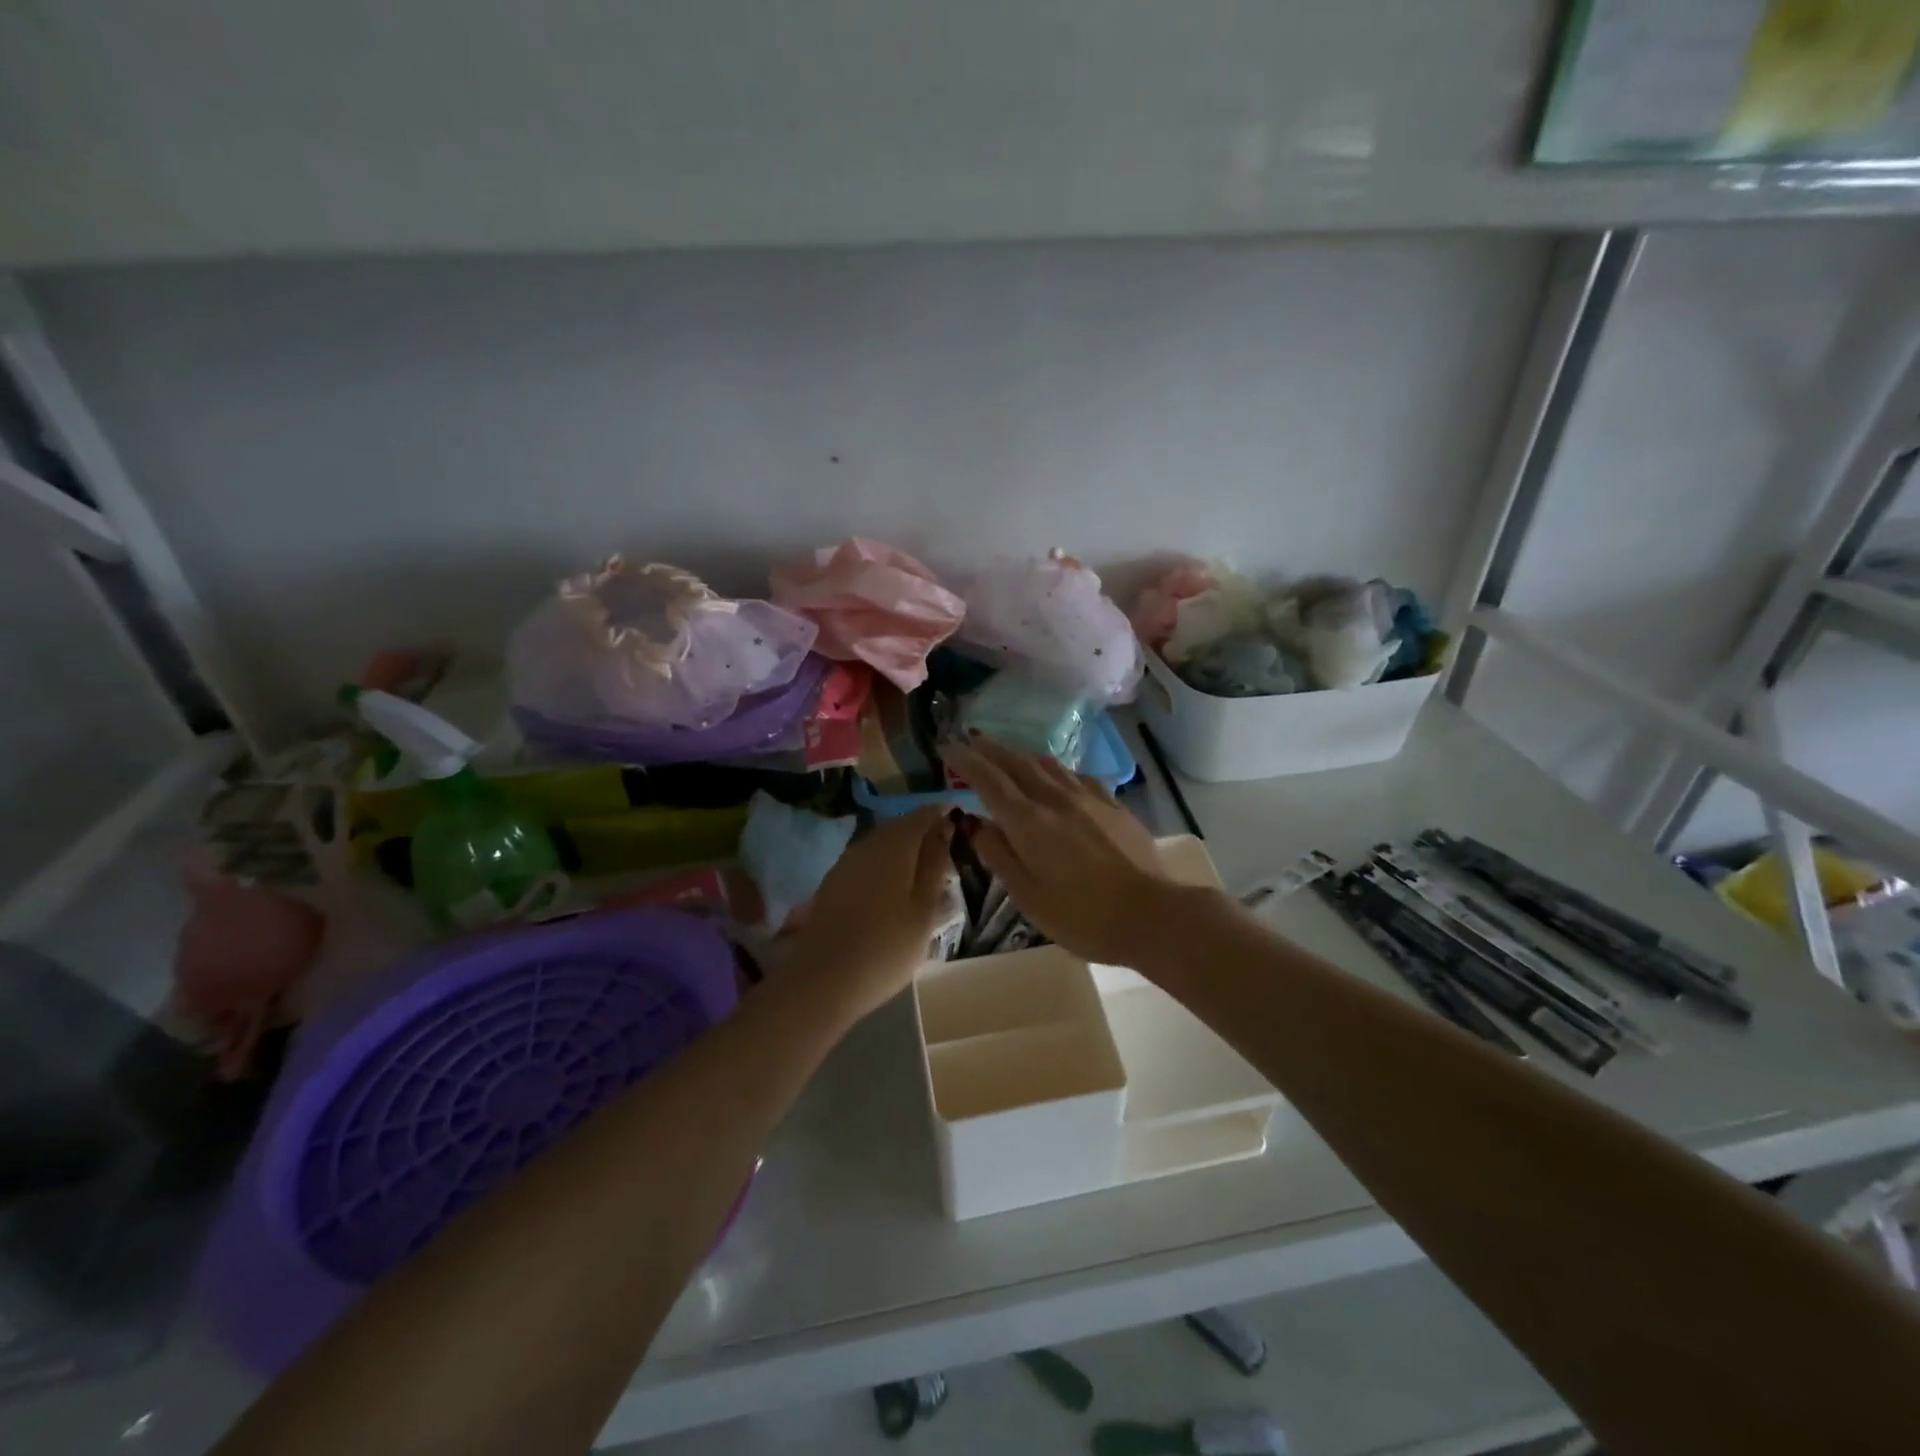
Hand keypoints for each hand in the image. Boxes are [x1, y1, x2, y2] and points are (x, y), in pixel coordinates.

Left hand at [785, 807, 954, 1021]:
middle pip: (900, 825)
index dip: (943, 814)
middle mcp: (868, 843)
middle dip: (923, 832)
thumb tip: (945, 826)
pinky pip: (866, 860)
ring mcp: (846, 861)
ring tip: (923, 874)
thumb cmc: (887, 948)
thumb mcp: (924, 909)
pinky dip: (885, 865)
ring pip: (882, 842)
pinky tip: (892, 889)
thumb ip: (935, 864)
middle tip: (947, 854)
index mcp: (895, 845)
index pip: (923, 814)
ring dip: (904, 849)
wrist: (823, 980)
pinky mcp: (833, 881)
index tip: (962, 826)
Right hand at [946, 739, 1178, 965]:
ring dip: (1021, 754)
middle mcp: (1055, 799)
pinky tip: (1056, 776)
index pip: (989, 780)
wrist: (1153, 914)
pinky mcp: (1112, 804)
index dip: (966, 761)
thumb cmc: (1083, 916)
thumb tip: (975, 824)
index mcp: (1028, 823)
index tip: (947, 748)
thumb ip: (999, 855)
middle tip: (970, 739)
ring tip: (1007, 751)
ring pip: (1047, 764)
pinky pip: (1075, 775)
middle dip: (990, 749)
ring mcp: (1087, 798)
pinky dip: (1054, 769)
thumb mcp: (1029, 897)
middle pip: (1016, 763)